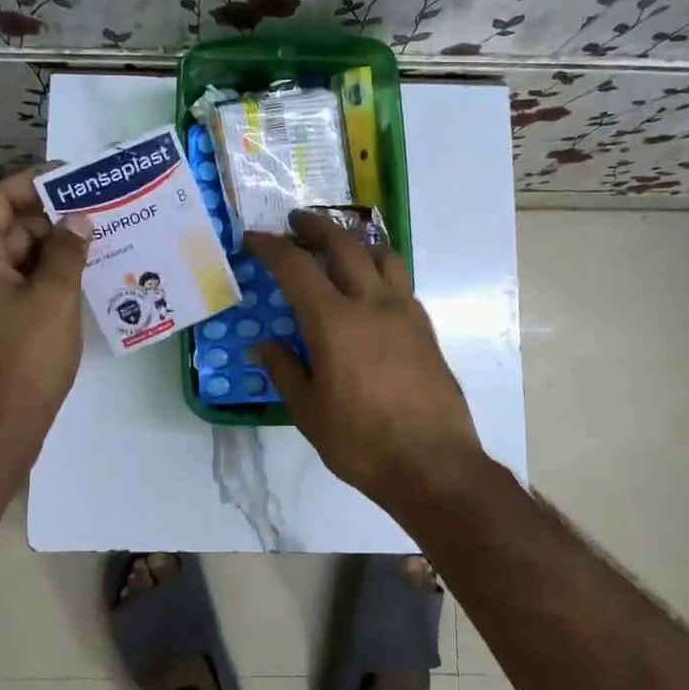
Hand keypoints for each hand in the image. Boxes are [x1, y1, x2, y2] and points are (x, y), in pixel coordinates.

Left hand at [0, 168, 92, 469]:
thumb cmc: (24, 356)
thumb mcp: (54, 297)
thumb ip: (68, 252)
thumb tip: (78, 219)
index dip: (32, 183)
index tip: (71, 177)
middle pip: (9, 229)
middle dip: (51, 217)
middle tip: (96, 209)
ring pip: (19, 259)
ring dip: (54, 248)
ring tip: (98, 238)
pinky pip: (21, 285)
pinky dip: (48, 276)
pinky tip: (84, 275)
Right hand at [246, 211, 483, 506]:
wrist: (434, 465)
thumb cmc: (362, 443)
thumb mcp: (309, 413)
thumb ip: (285, 371)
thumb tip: (264, 346)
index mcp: (334, 322)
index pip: (296, 267)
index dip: (271, 247)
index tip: (254, 239)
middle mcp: (371, 303)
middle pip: (343, 244)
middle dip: (315, 227)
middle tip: (296, 223)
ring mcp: (404, 312)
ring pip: (381, 255)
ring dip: (355, 242)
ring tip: (339, 250)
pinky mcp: (426, 327)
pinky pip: (401, 281)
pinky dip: (380, 271)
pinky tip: (371, 291)